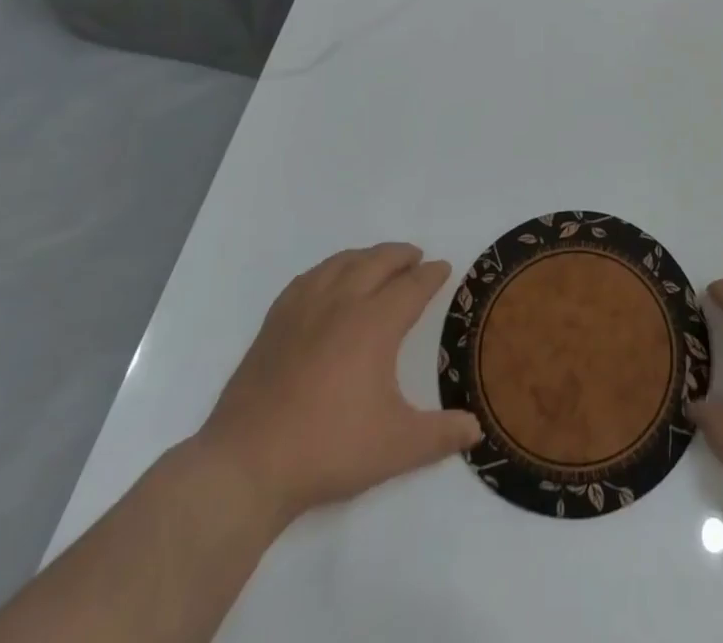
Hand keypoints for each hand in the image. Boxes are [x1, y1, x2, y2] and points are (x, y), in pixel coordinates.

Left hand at [195, 243, 481, 528]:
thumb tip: (476, 430)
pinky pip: (308, 278)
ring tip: (377, 261)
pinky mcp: (275, 322)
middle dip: (401, 255)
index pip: (412, 287)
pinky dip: (328, 269)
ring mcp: (304, 309)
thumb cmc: (328, 450)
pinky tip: (328, 280)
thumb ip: (440, 436)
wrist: (246, 466)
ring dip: (366, 257)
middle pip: (378, 262)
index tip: (443, 268)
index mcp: (375, 323)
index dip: (431, 275)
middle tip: (416, 258)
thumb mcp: (395, 447)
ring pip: (342, 263)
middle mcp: (342, 303)